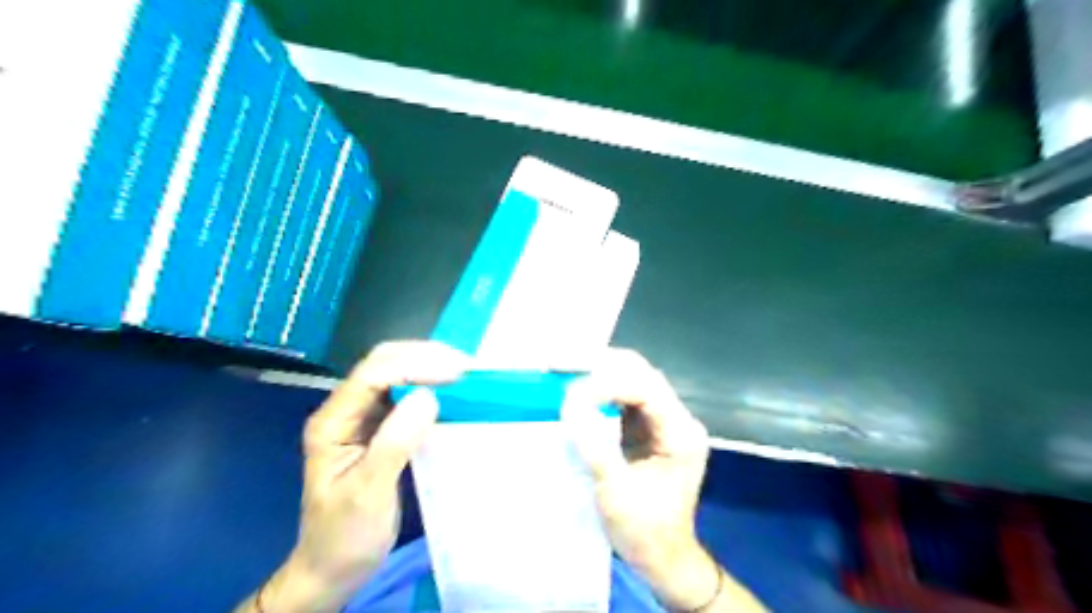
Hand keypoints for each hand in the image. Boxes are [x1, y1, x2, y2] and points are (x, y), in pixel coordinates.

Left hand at [239, 343, 468, 609]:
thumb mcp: (368, 493)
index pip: (373, 375)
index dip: (415, 366)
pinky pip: (407, 394)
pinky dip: (432, 386)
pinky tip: (452, 392)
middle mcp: (346, 410)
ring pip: (397, 373)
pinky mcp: (381, 426)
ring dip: (431, 367)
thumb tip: (427, 396)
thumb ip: (394, 443)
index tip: (456, 375)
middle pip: (384, 363)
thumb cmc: (345, 535)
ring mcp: (363, 416)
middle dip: (425, 357)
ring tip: (465, 374)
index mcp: (333, 422)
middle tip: (466, 368)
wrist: (333, 567)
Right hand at [567, 349, 760, 612]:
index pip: (645, 389)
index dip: (606, 384)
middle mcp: (676, 418)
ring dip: (597, 371)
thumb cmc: (646, 531)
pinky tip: (575, 386)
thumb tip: (568, 407)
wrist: (663, 558)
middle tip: (559, 362)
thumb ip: (595, 447)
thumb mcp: (617, 492)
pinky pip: (622, 397)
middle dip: (600, 363)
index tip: (571, 393)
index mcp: (680, 433)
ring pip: (631, 379)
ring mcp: (662, 421)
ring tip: (561, 367)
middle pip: (640, 373)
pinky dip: (598, 389)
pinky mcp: (647, 427)